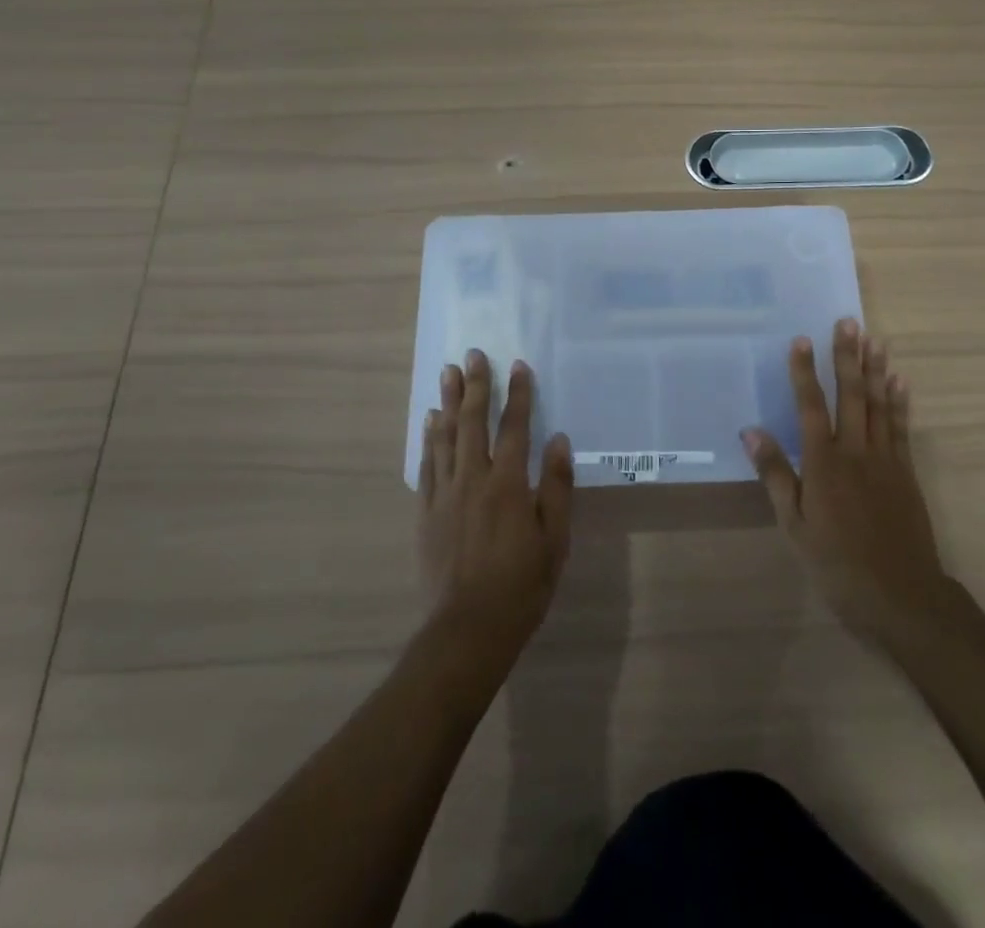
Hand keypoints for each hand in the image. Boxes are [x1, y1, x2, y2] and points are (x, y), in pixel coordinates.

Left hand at [419, 351, 573, 665]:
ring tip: (447, 374)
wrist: (468, 629)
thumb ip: (555, 486)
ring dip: (448, 402)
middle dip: (476, 386)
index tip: (518, 365)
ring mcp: (445, 494)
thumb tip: (558, 439)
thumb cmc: (521, 585)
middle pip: (473, 422)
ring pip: (445, 437)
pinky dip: (429, 438)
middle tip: (472, 354)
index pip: (514, 427)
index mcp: (507, 483)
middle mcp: (473, 479)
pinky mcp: (426, 512)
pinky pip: (427, 465)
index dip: (518, 394)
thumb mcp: (554, 539)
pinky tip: (430, 422)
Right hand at [744, 319, 948, 646]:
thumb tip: (751, 430)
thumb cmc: (837, 565)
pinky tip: (900, 381)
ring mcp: (885, 460)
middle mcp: (856, 451)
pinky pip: (901, 428)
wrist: (901, 598)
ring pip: (879, 405)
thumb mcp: (794, 525)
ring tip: (874, 339)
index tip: (801, 339)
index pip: (810, 406)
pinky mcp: (906, 473)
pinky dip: (900, 402)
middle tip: (848, 322)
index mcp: (824, 463)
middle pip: (851, 395)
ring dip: (876, 370)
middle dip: (847, 357)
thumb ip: (775, 474)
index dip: (804, 371)